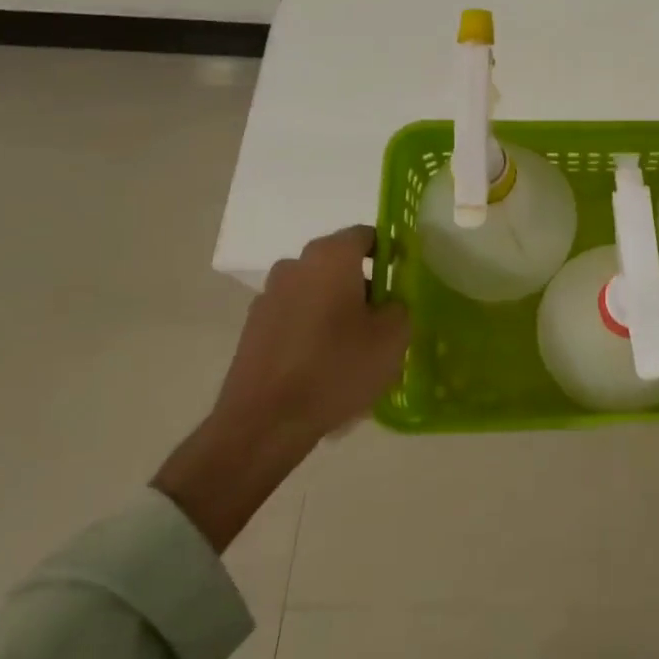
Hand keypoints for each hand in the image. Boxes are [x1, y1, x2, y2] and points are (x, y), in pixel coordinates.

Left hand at [154, 225, 409, 551]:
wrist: (264, 423)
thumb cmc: (337, 367)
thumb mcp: (393, 336)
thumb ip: (400, 304)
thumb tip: (389, 301)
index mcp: (330, 256)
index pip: (367, 235)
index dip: (391, 252)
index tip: (404, 279)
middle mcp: (295, 265)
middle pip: (340, 264)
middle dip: (365, 285)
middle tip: (385, 319)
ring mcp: (269, 296)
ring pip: (318, 293)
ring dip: (338, 310)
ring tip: (356, 349)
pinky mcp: (254, 328)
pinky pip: (297, 318)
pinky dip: (314, 331)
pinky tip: (326, 367)